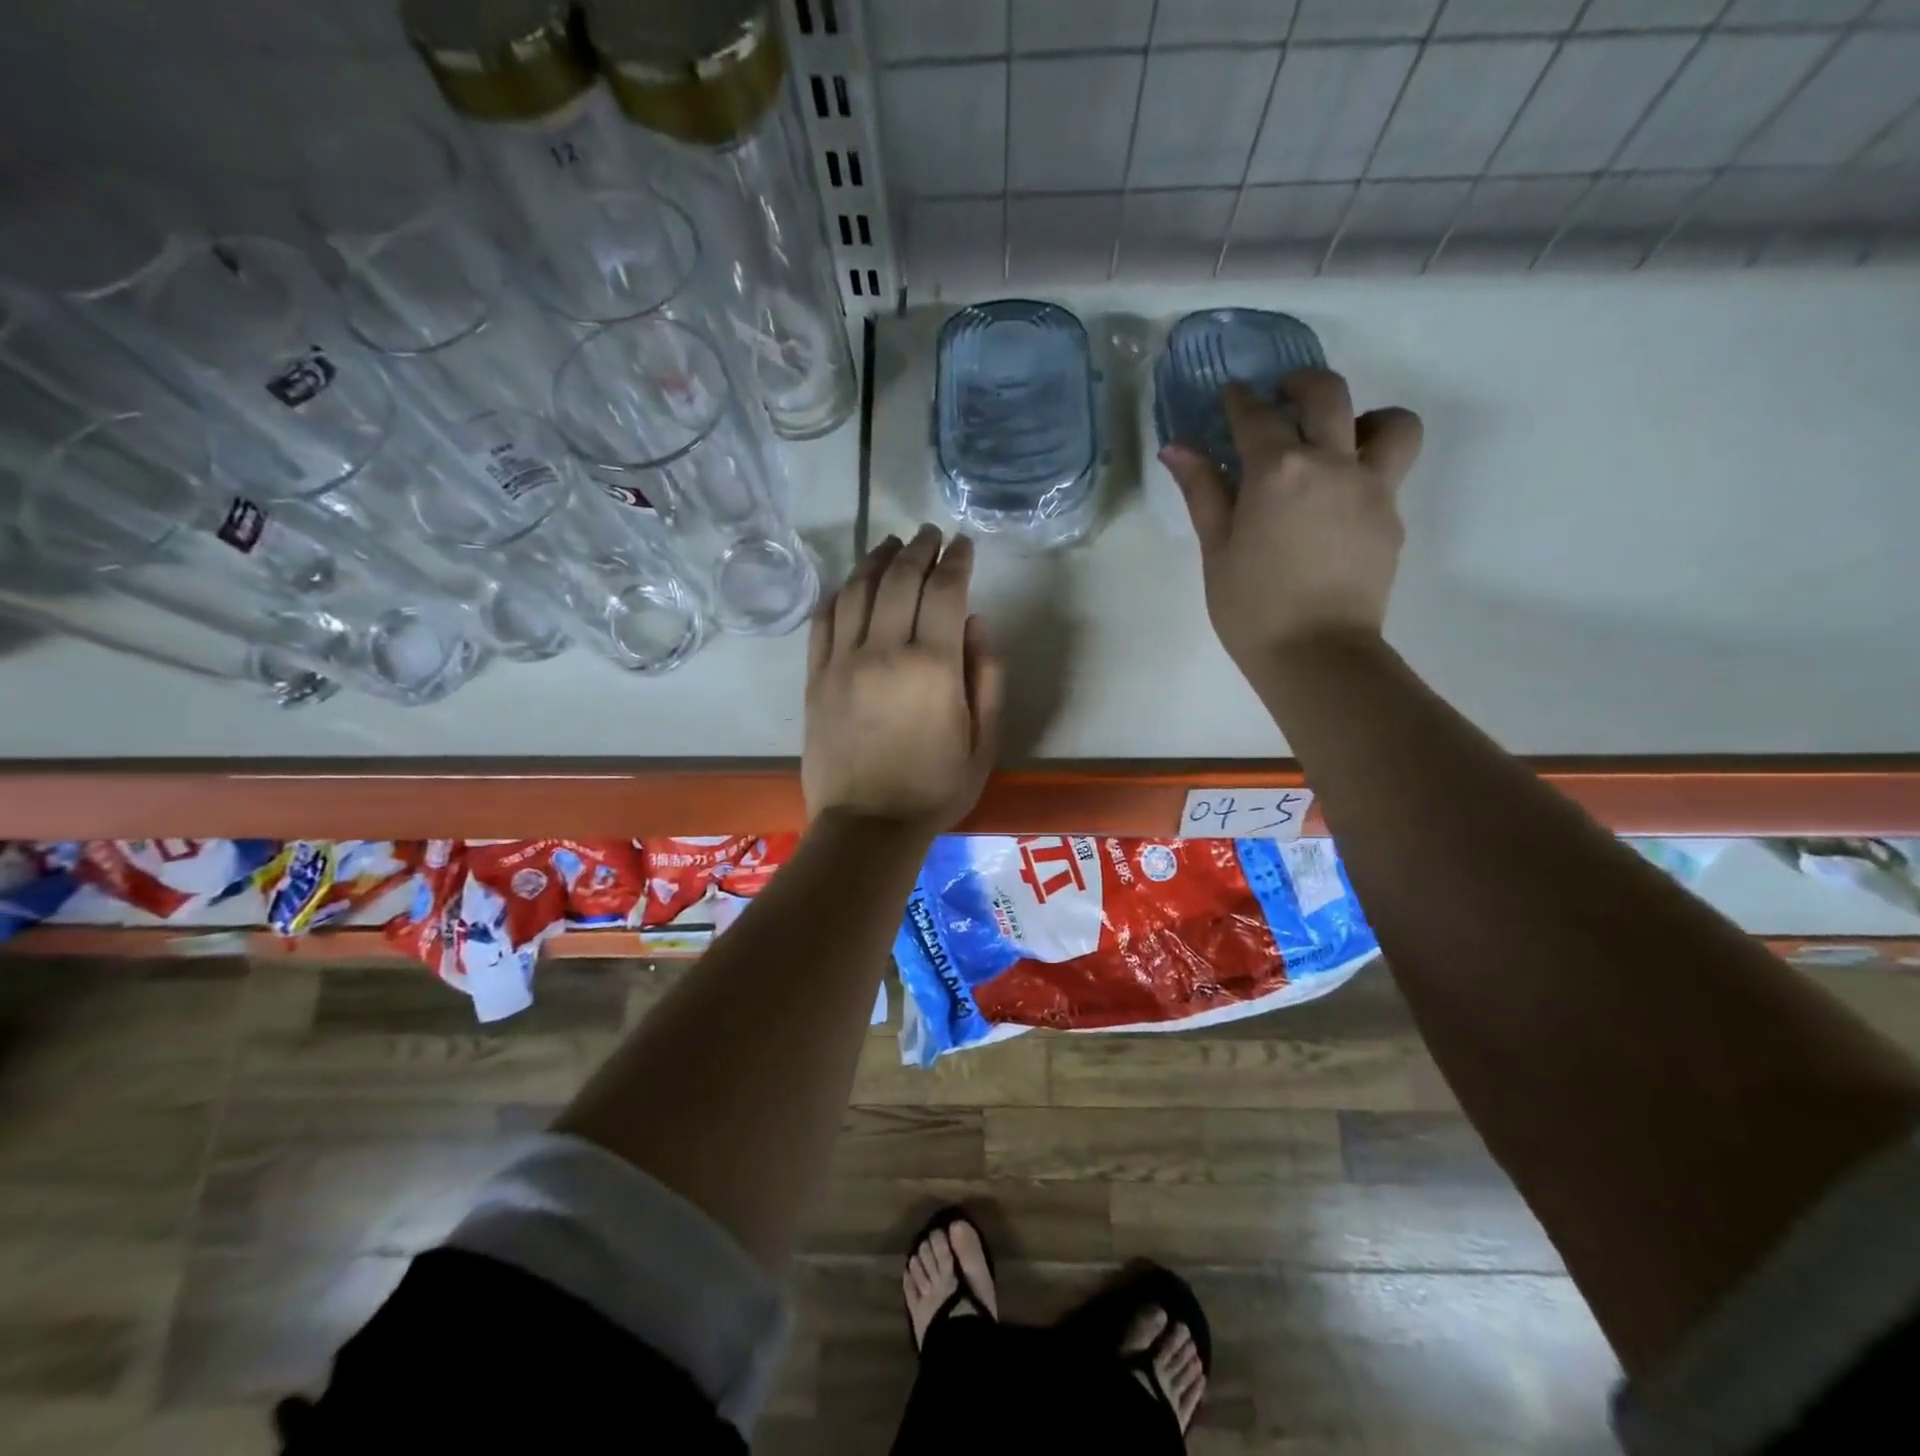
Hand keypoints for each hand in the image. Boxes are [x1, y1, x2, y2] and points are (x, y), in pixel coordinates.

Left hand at [802, 525, 1005, 835]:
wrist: (867, 826)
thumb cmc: (935, 788)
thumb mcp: (985, 741)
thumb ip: (988, 677)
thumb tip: (977, 623)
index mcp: (933, 666)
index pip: (945, 591)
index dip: (957, 560)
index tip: (963, 544)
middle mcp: (885, 651)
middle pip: (900, 578)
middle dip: (919, 548)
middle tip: (930, 535)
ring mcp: (843, 662)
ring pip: (858, 590)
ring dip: (877, 559)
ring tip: (892, 544)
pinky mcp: (815, 677)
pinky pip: (824, 619)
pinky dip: (840, 592)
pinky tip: (852, 583)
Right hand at [1160, 370, 1422, 672]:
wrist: (1317, 654)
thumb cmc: (1251, 608)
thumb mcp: (1216, 550)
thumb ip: (1203, 492)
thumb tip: (1177, 448)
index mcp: (1278, 471)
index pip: (1257, 417)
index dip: (1239, 401)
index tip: (1230, 396)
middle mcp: (1332, 463)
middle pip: (1327, 394)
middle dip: (1301, 384)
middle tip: (1282, 395)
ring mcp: (1372, 488)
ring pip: (1389, 422)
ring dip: (1362, 417)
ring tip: (1338, 439)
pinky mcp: (1392, 516)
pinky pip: (1390, 470)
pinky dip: (1367, 465)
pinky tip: (1337, 499)